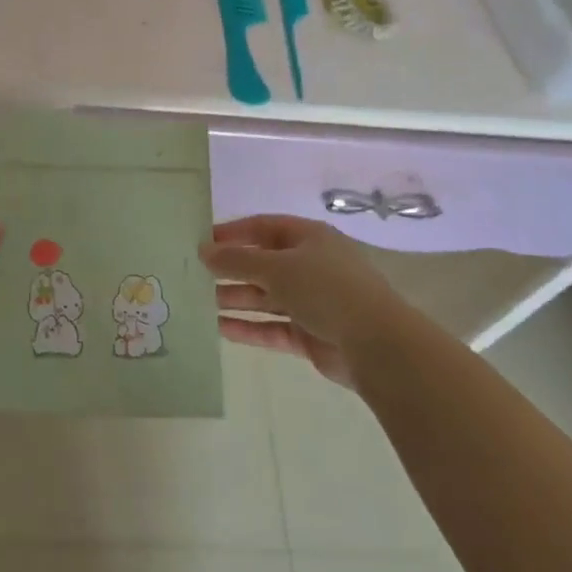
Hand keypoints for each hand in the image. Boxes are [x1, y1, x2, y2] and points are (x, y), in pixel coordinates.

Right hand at [200, 214, 412, 386]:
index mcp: (309, 238)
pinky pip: (273, 327)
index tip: (201, 242)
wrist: (376, 345)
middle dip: (231, 270)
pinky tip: (219, 329)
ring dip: (236, 299)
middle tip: (194, 276)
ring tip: (200, 303)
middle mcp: (311, 266)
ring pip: (266, 297)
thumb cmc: (326, 290)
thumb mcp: (276, 268)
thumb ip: (236, 260)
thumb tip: (203, 250)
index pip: (264, 227)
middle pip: (263, 264)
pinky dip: (249, 327)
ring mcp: (312, 301)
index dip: (233, 233)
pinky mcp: (311, 334)